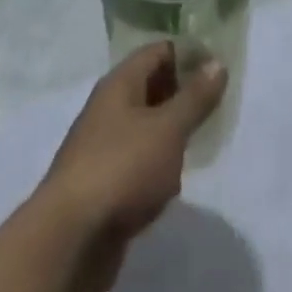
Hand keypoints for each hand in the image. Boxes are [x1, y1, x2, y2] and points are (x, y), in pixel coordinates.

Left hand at [33, 42, 226, 291]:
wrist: (71, 239)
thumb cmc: (123, 169)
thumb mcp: (168, 129)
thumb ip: (194, 97)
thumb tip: (217, 62)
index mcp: (120, 84)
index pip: (158, 51)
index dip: (189, 54)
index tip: (221, 66)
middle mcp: (109, 107)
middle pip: (151, 85)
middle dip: (184, 91)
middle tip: (220, 102)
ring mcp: (104, 145)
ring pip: (146, 124)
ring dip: (173, 128)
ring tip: (206, 136)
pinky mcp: (105, 181)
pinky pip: (139, 158)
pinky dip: (159, 160)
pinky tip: (177, 176)